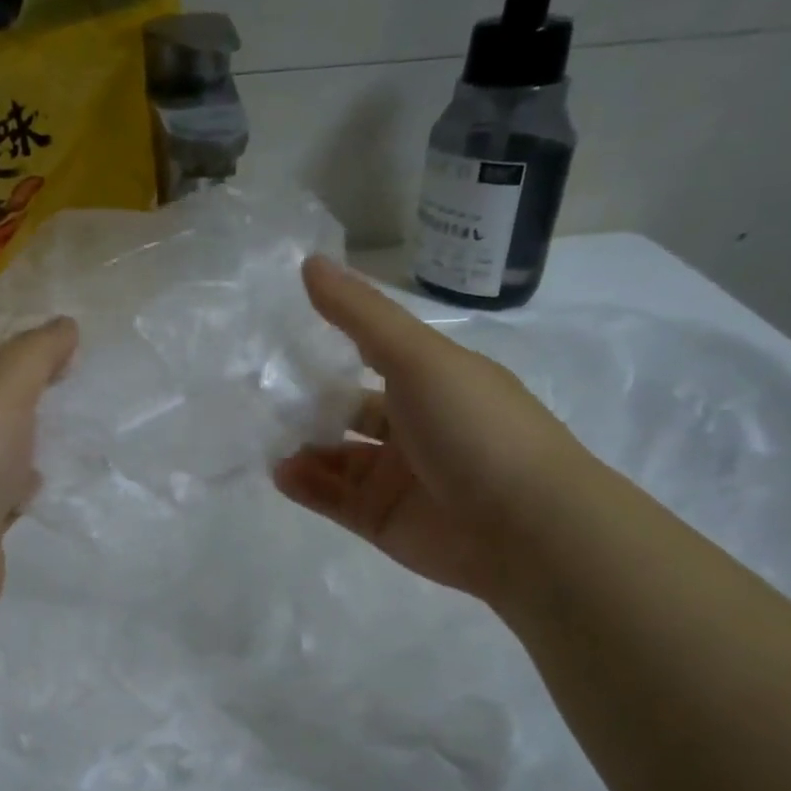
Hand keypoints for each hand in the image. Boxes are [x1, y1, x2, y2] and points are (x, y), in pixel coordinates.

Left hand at [0, 317, 77, 620]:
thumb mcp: (1, 392)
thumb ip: (35, 354)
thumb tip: (64, 325)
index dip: (13, 348)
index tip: (61, 350)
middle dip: (26, 397)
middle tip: (69, 389)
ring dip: (26, 443)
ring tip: (67, 434)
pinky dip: (20, 486)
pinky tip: (41, 486)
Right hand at [274, 257, 589, 601]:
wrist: (527, 529)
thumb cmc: (474, 427)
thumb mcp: (418, 357)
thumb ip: (360, 315)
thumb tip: (309, 261)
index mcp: (434, 382)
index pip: (375, 358)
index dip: (334, 348)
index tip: (285, 338)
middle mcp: (415, 428)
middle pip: (350, 412)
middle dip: (309, 406)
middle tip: (263, 398)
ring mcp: (398, 478)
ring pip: (337, 459)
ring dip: (303, 448)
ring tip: (268, 442)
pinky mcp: (383, 521)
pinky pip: (334, 499)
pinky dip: (306, 485)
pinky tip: (282, 473)